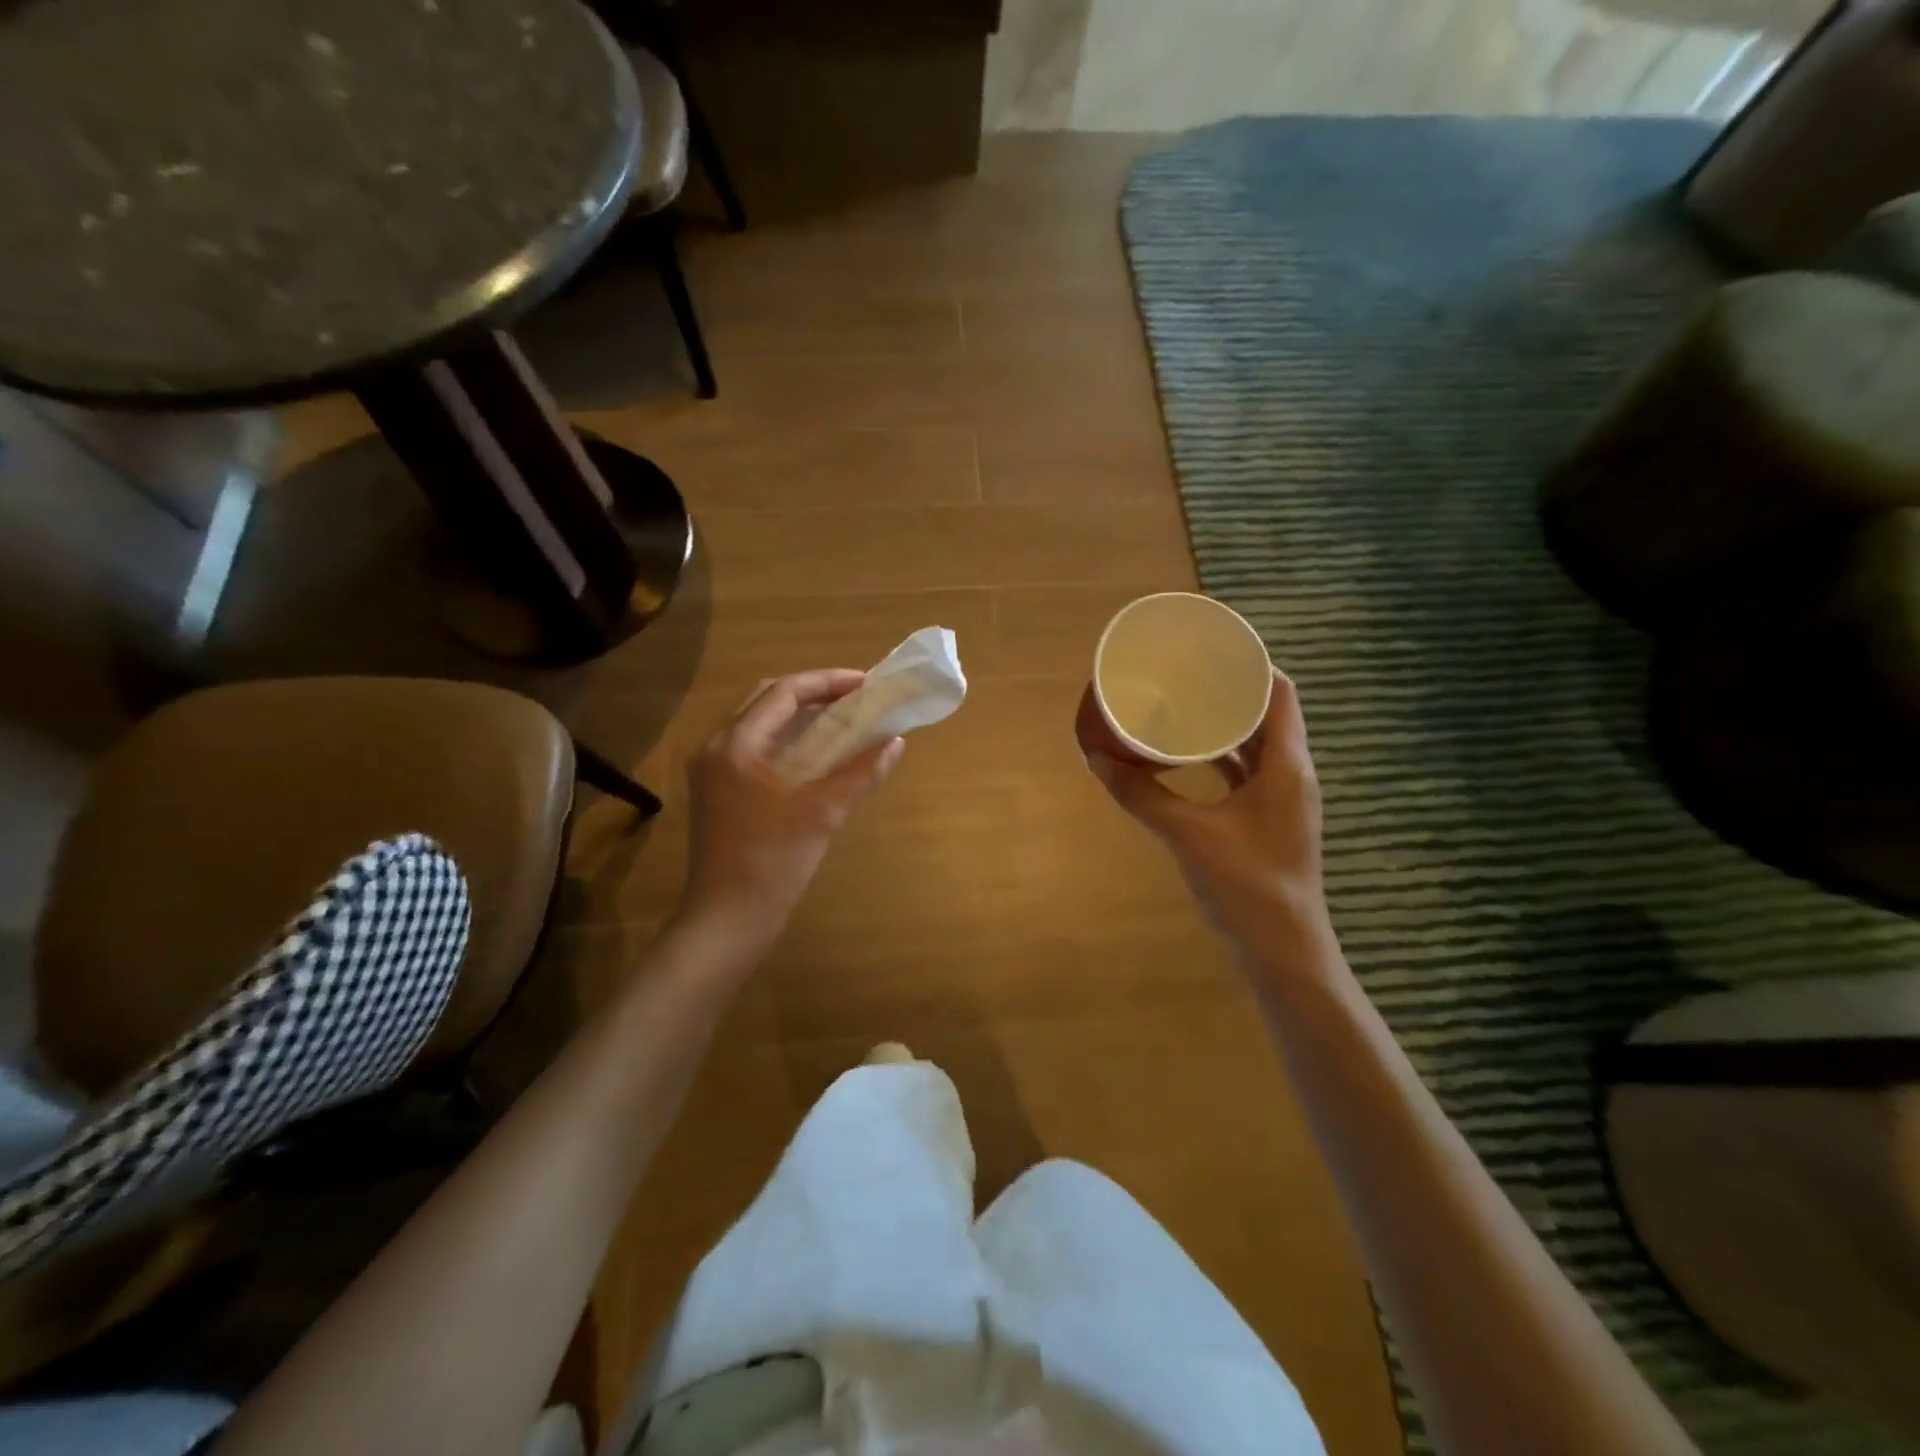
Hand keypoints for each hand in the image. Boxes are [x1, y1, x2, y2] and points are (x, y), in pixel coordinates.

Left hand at [682, 670, 904, 946]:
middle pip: (766, 701)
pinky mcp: (717, 792)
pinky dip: (786, 741)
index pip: (783, 692)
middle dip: (811, 693)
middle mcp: (717, 748)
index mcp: (736, 744)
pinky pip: (753, 748)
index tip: (865, 684)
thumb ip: (861, 773)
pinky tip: (814, 754)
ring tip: (840, 720)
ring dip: (798, 716)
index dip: (827, 682)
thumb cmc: (772, 862)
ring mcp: (712, 771)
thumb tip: (895, 743)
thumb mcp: (823, 813)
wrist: (726, 920)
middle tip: (853, 698)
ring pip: (758, 724)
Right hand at [1077, 671, 1331, 950]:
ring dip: (1225, 725)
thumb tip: (1097, 759)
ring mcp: (1283, 800)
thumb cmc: (1246, 885)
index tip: (1210, 649)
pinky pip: (1247, 773)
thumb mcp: (1187, 834)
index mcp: (1287, 765)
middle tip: (1184, 674)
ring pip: (1257, 745)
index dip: (1250, 664)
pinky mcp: (1269, 821)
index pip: (1280, 693)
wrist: (1284, 951)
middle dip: (1229, 691)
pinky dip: (1221, 758)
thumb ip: (1142, 795)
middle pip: (1267, 715)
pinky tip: (1189, 758)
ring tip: (1183, 706)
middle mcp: (1292, 774)